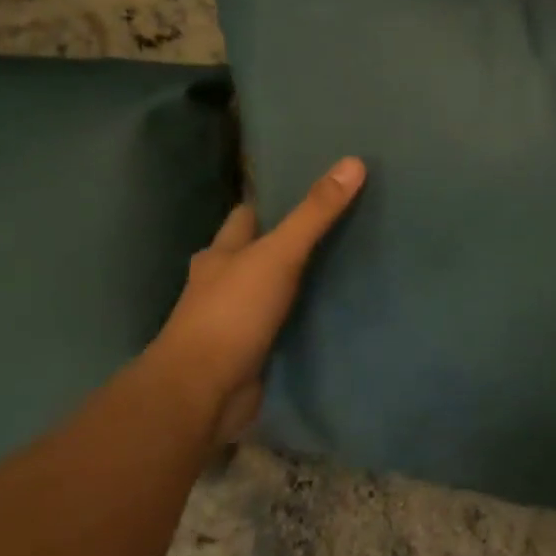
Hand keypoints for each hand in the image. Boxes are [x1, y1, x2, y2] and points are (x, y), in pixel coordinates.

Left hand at [140, 157, 366, 440]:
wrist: (201, 393)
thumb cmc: (232, 313)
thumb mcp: (278, 255)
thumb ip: (314, 213)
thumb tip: (353, 162)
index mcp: (221, 252)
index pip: (248, 215)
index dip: (274, 200)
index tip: (312, 189)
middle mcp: (223, 282)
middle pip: (259, 252)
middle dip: (290, 241)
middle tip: (341, 226)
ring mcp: (235, 320)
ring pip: (271, 289)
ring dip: (297, 282)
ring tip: (345, 265)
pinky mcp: (250, 352)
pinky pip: (281, 325)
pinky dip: (301, 318)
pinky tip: (331, 312)